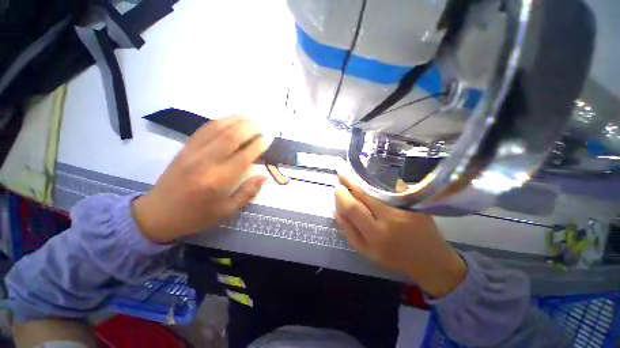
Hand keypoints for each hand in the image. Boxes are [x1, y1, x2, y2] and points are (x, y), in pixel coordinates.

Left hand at [132, 115, 268, 243]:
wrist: (158, 214)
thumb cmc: (196, 216)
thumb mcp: (226, 211)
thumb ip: (247, 193)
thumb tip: (263, 176)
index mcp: (219, 180)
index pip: (244, 156)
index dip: (259, 145)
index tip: (269, 138)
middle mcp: (206, 162)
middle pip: (231, 137)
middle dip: (249, 127)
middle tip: (262, 124)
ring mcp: (193, 152)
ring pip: (217, 129)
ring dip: (235, 120)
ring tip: (249, 116)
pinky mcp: (185, 149)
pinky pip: (204, 130)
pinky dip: (219, 122)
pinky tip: (228, 119)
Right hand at [334, 173, 466, 297]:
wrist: (430, 260)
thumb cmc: (394, 258)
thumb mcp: (366, 251)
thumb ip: (349, 231)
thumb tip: (337, 210)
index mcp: (375, 234)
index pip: (353, 207)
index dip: (342, 195)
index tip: (337, 188)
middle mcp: (390, 218)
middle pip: (365, 193)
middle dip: (350, 180)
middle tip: (342, 173)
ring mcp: (404, 208)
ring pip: (378, 187)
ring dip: (363, 179)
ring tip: (354, 175)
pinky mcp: (414, 202)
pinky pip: (392, 186)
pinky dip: (380, 181)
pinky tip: (373, 179)